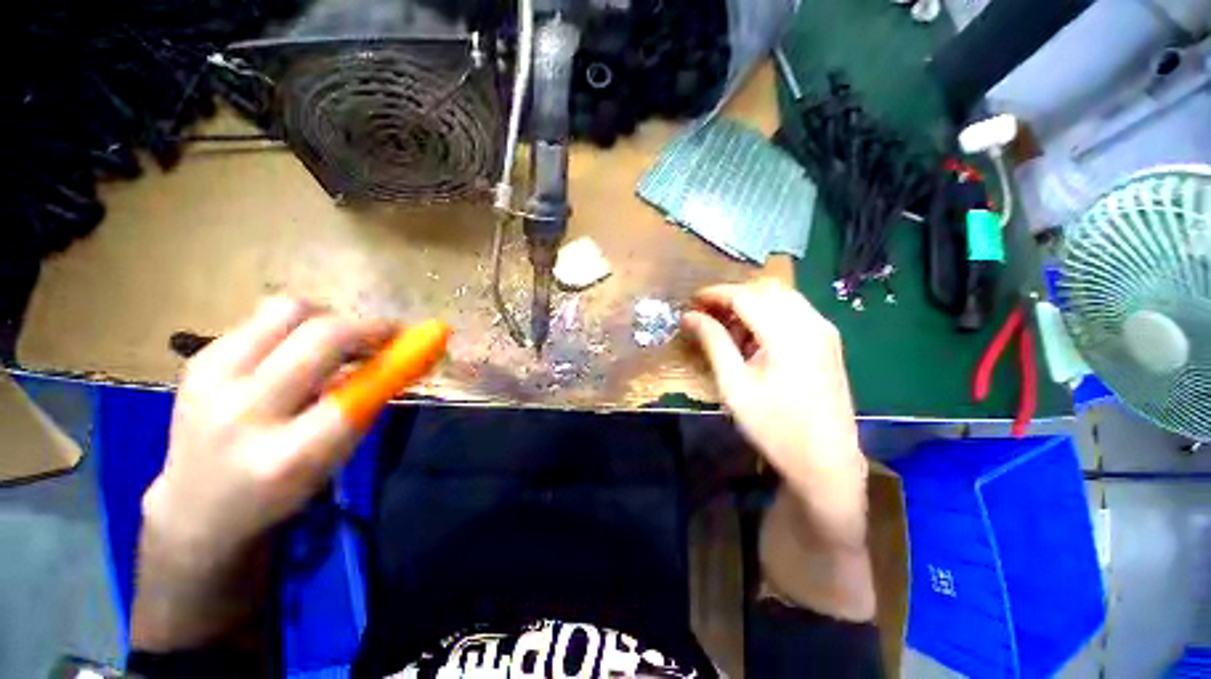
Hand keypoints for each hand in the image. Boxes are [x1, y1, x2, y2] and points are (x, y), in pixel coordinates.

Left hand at [133, 297, 391, 650]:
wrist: (198, 505)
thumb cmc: (280, 489)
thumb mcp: (334, 458)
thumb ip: (365, 404)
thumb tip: (403, 355)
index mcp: (286, 456)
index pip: (358, 392)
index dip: (397, 359)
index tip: (423, 342)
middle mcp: (243, 413)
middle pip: (322, 335)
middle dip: (369, 327)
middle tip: (388, 335)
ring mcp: (211, 380)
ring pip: (289, 309)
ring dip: (330, 317)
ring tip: (342, 340)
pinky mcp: (198, 360)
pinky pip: (263, 318)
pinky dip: (298, 324)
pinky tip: (301, 347)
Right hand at [682, 280, 873, 620]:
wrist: (826, 462)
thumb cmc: (774, 426)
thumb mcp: (734, 384)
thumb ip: (713, 342)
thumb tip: (689, 316)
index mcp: (788, 334)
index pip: (745, 296)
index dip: (714, 294)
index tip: (691, 302)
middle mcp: (811, 323)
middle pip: (765, 290)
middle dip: (731, 296)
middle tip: (706, 314)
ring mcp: (824, 331)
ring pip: (781, 297)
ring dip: (750, 303)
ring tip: (726, 325)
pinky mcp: (828, 342)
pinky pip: (794, 312)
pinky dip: (768, 313)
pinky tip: (753, 336)